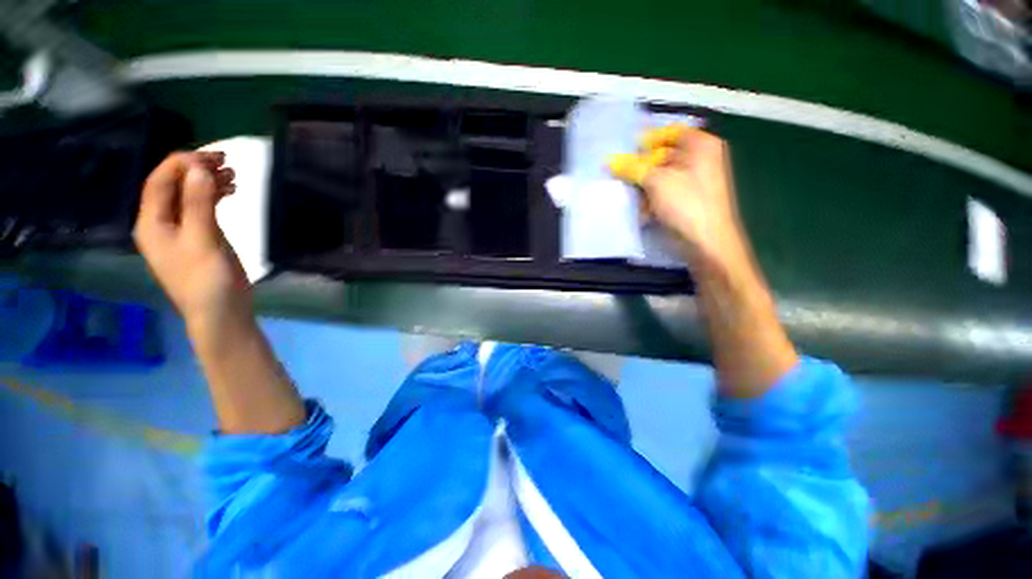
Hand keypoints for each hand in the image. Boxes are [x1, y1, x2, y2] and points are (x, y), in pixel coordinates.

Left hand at [133, 151, 248, 329]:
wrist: (221, 313)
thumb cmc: (206, 280)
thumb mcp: (203, 241)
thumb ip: (199, 205)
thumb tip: (199, 169)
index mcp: (152, 223)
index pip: (160, 181)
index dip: (182, 164)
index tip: (212, 157)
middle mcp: (161, 223)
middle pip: (173, 186)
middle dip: (197, 170)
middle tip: (226, 161)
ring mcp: (181, 231)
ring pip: (189, 196)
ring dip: (208, 182)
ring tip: (233, 174)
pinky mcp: (199, 238)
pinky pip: (202, 208)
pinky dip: (214, 196)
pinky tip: (230, 191)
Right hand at [608, 125, 747, 268]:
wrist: (706, 242)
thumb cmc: (686, 204)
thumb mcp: (656, 181)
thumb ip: (631, 168)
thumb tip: (609, 161)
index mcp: (700, 144)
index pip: (669, 132)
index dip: (647, 141)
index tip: (626, 154)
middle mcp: (700, 158)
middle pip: (663, 155)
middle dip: (642, 169)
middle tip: (624, 177)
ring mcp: (694, 180)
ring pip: (660, 176)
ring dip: (644, 187)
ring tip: (634, 198)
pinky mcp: (686, 199)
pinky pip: (664, 192)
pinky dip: (652, 199)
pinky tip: (644, 211)